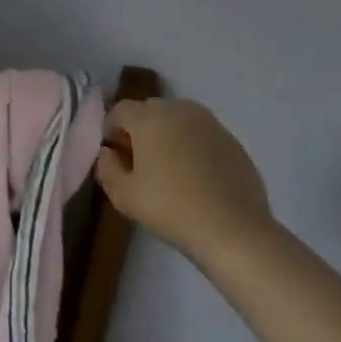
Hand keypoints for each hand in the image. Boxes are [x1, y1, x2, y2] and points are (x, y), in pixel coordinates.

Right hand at [97, 98, 274, 260]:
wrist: (234, 231)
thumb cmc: (170, 208)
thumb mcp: (122, 195)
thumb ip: (106, 167)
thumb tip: (109, 153)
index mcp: (149, 118)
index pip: (119, 110)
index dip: (111, 131)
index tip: (115, 157)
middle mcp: (179, 111)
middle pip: (149, 111)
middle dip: (139, 130)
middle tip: (139, 163)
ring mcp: (211, 124)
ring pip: (178, 120)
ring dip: (167, 136)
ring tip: (169, 169)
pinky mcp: (233, 142)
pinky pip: (202, 135)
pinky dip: (192, 147)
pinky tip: (196, 178)